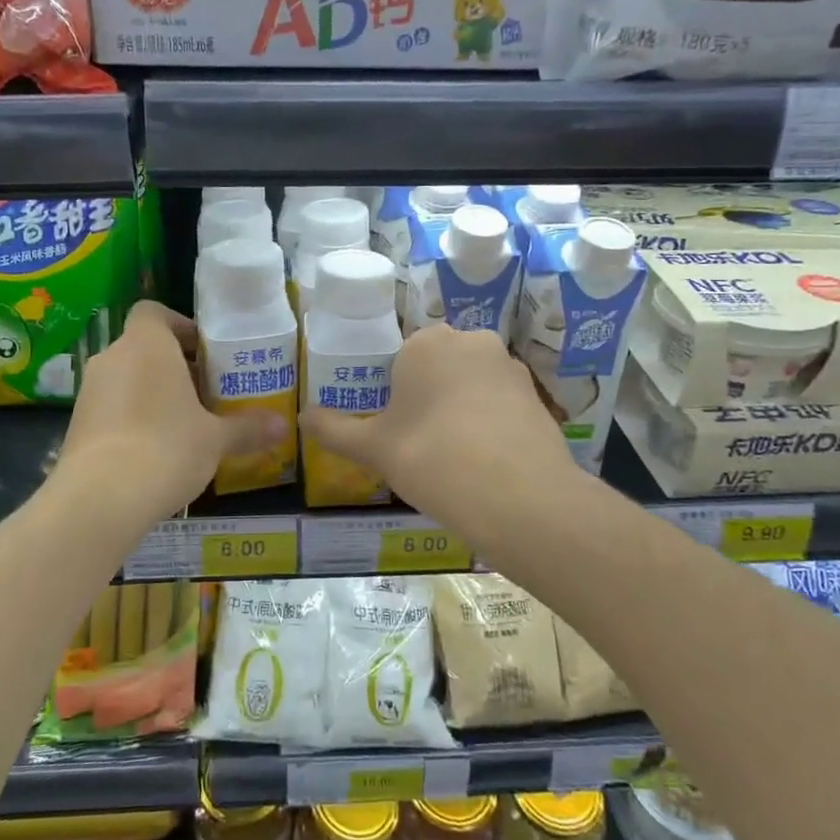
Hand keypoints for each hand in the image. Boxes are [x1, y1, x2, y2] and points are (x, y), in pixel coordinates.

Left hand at [57, 301, 285, 520]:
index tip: (205, 354)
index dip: (180, 327)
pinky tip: (154, 451)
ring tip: (184, 425)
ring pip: (126, 379)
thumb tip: (284, 427)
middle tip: (206, 394)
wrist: (100, 498)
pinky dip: (131, 419)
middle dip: (174, 367)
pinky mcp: (76, 425)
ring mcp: (88, 392)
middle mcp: (112, 358)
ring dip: (152, 393)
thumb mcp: (216, 439)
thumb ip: (248, 428)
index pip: (154, 312)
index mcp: (146, 344)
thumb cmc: (167, 448)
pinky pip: (111, 408)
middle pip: (144, 348)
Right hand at [298, 324, 575, 528]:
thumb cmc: (432, 458)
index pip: (400, 359)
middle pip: (439, 368)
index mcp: (426, 343)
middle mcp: (471, 341)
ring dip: (461, 410)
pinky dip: (491, 425)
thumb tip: (301, 417)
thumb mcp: (373, 448)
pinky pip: (501, 405)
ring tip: (454, 458)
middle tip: (419, 445)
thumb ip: (333, 429)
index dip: (394, 395)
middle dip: (429, 398)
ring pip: (472, 385)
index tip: (394, 430)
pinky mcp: (538, 396)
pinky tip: (485, 463)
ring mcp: (510, 367)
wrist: (518, 497)